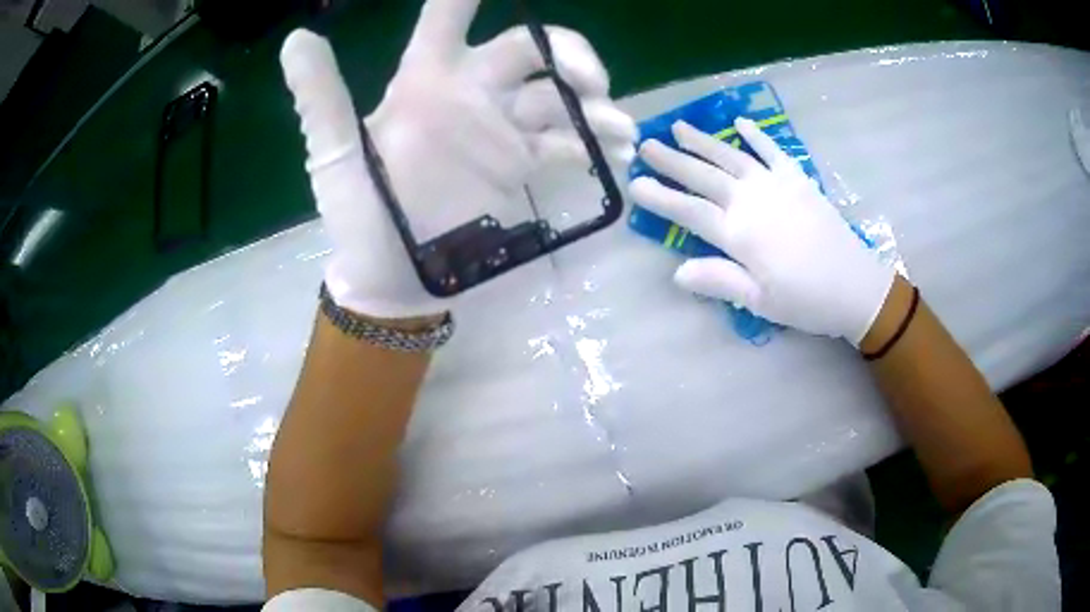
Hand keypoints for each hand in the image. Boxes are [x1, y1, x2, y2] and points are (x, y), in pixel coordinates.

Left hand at [280, 0, 636, 318]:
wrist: (393, 278)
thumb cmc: (360, 216)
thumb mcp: (335, 156)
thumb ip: (321, 97)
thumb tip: (296, 38)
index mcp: (425, 81)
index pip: (449, 17)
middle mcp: (469, 94)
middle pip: (529, 49)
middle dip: (566, 53)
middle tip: (592, 82)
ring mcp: (500, 130)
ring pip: (556, 96)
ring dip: (593, 105)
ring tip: (616, 128)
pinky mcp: (521, 165)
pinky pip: (566, 143)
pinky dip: (594, 145)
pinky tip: (616, 154)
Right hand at [629, 118, 893, 344]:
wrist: (857, 286)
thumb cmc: (807, 300)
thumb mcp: (760, 302)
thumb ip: (719, 281)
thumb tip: (677, 272)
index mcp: (739, 234)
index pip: (689, 211)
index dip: (660, 197)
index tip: (635, 183)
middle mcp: (752, 201)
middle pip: (704, 176)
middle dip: (672, 160)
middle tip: (645, 144)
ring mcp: (776, 185)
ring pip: (731, 156)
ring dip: (703, 141)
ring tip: (678, 126)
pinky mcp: (798, 179)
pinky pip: (773, 150)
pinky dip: (756, 135)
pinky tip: (739, 121)